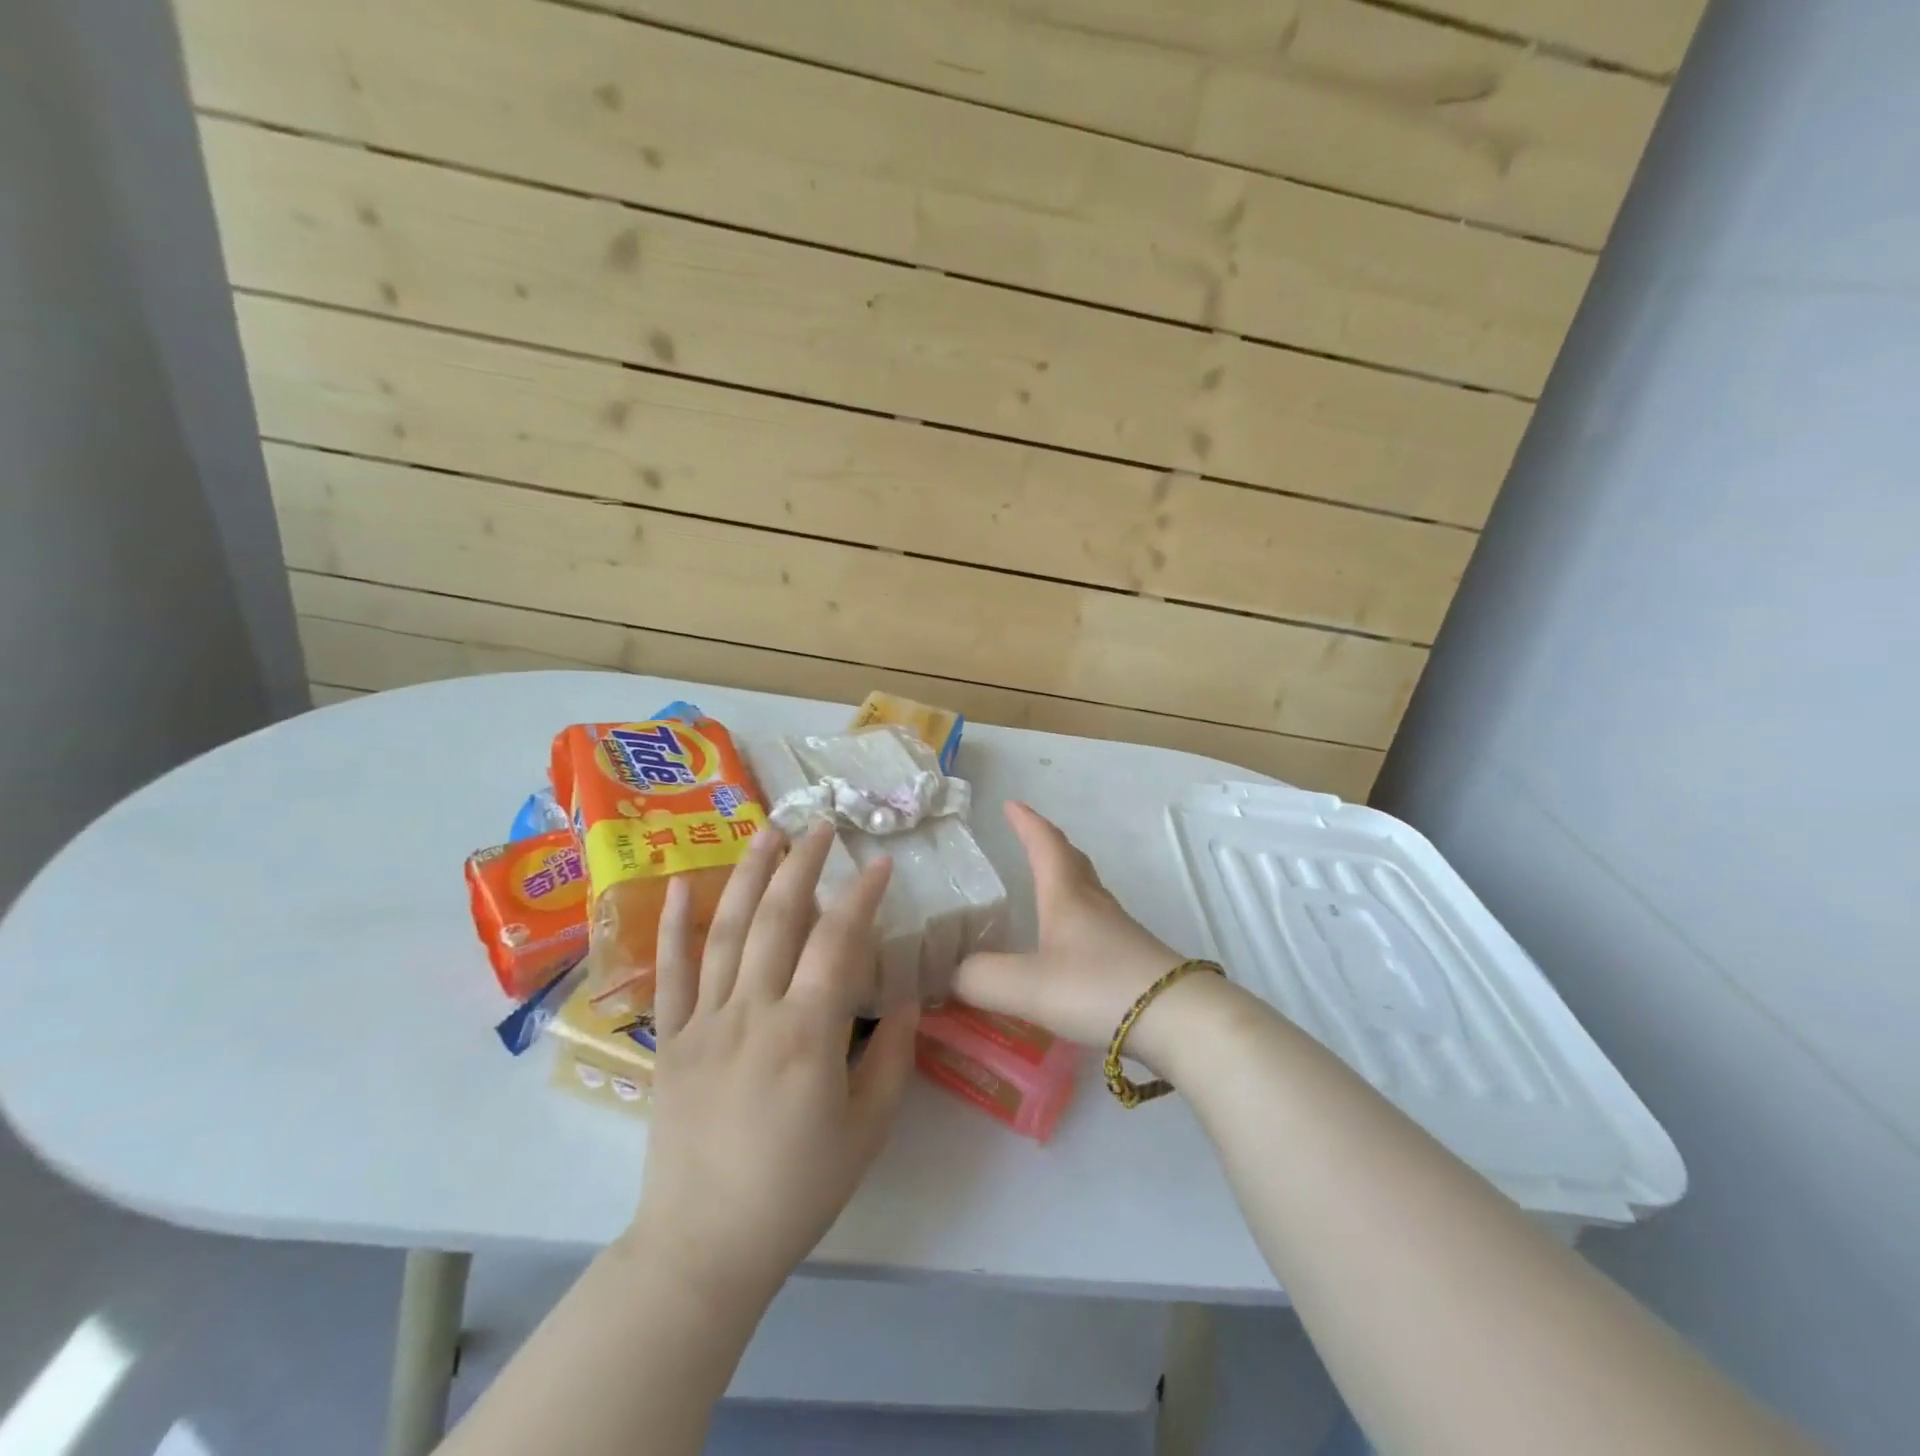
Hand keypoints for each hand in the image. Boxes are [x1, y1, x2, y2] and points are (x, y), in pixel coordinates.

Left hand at [628, 823, 918, 1310]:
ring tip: (768, 831)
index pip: (838, 942)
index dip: (861, 896)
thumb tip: (909, 997)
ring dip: (748, 875)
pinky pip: (670, 973)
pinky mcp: (670, 1040)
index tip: (879, 863)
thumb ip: (893, 1055)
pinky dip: (672, 925)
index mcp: (806, 1035)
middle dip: (803, 864)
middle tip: (821, 824)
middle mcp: (752, 1013)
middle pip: (778, 919)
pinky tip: (677, 885)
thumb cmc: (797, 1190)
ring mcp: (704, 1022)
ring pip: (726, 931)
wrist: (705, 1245)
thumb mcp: (868, 1129)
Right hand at [954, 802, 1187, 1062]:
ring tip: (1044, 888)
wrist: (1178, 1019)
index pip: (1044, 844)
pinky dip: (1076, 918)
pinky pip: (1097, 924)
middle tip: (1028, 836)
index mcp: (1066, 895)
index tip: (1011, 804)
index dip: (1026, 823)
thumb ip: (980, 978)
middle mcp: (1094, 904)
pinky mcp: (1133, 959)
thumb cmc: (1098, 987)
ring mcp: (1118, 931)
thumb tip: (953, 975)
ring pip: (1087, 892)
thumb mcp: (1026, 985)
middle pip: (1072, 861)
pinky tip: (1069, 946)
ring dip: (1064, 880)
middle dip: (1048, 844)